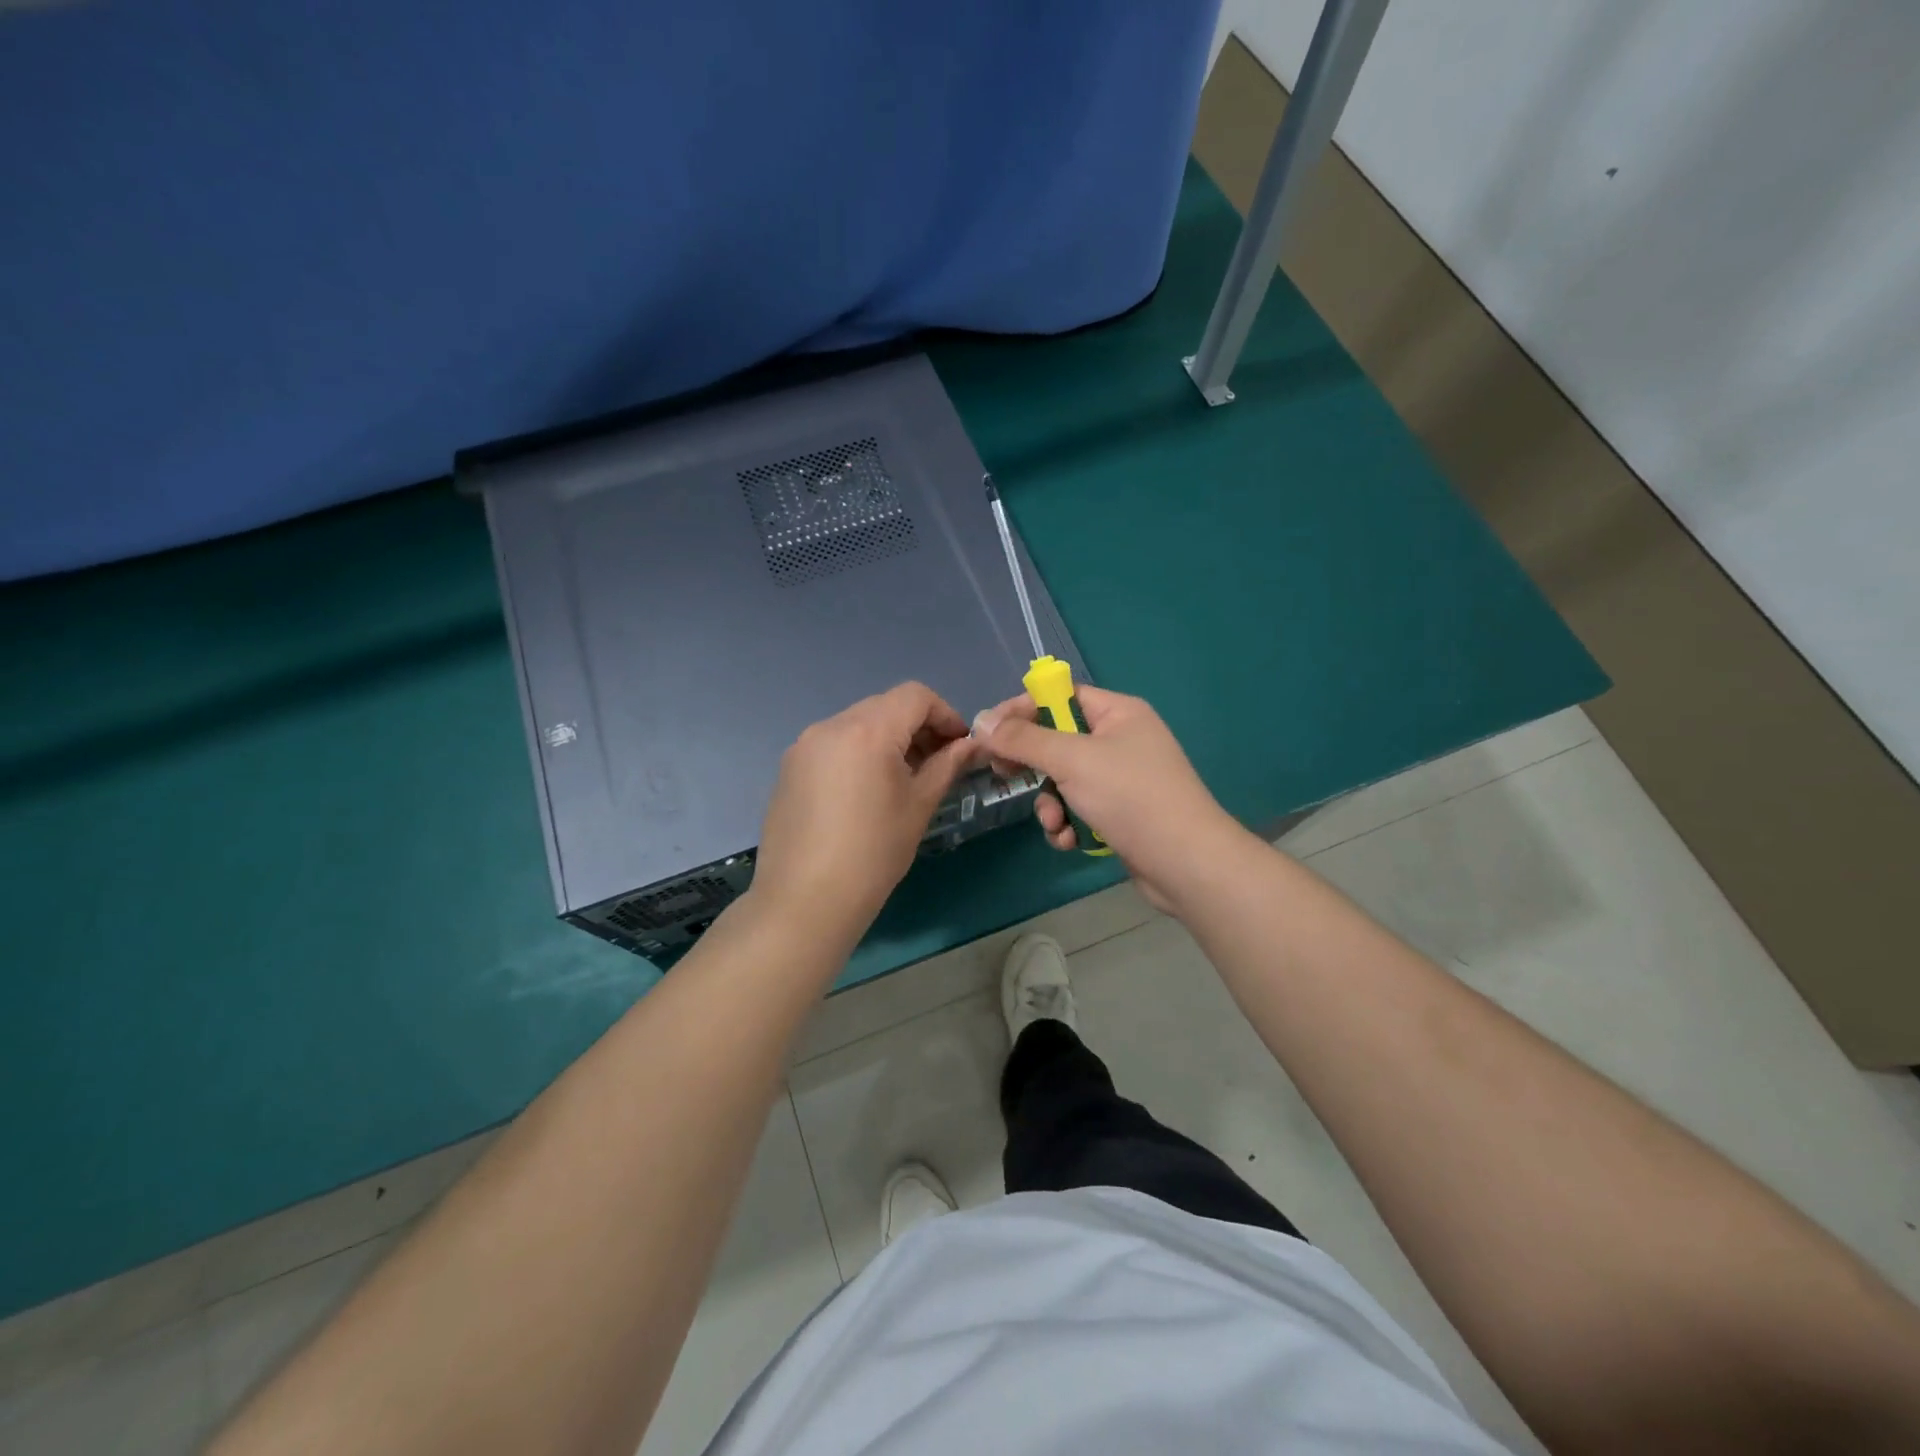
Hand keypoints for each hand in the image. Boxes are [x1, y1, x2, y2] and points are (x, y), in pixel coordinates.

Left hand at [752, 682, 979, 943]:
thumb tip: (970, 744)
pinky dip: (858, 753)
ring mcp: (804, 745)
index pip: (915, 695)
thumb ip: (946, 765)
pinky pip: (833, 744)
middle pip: (885, 706)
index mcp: (867, 730)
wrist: (805, 900)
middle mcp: (830, 726)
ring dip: (887, 739)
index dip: (945, 714)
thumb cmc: (873, 853)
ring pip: (857, 723)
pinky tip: (865, 793)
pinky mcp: (789, 767)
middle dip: (916, 726)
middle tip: (936, 764)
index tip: (958, 746)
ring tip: (901, 780)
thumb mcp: (919, 806)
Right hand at [973, 686, 1242, 911]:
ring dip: (1050, 804)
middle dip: (1034, 767)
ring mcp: (1122, 779)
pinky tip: (1070, 841)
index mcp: (1118, 712)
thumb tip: (981, 720)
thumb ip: (1023, 740)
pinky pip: (1079, 808)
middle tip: (1007, 776)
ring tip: (1055, 823)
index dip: (1022, 710)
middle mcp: (1120, 740)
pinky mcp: (1120, 814)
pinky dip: (1069, 824)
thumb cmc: (1131, 797)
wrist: (1186, 863)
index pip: (1059, 696)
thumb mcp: (1071, 760)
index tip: (989, 733)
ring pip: (1063, 781)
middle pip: (1057, 741)